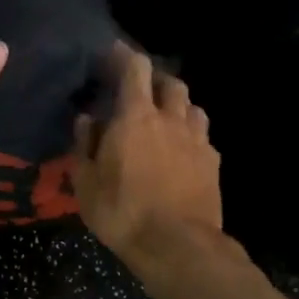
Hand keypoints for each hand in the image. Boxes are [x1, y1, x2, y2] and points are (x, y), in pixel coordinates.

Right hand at [72, 44, 222, 263]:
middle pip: (170, 83)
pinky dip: (191, 133)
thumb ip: (85, 145)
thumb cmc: (122, 212)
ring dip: (177, 104)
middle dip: (155, 79)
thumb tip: (87, 119)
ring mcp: (197, 140)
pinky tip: (183, 149)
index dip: (124, 55)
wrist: (177, 245)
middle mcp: (170, 119)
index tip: (113, 53)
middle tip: (140, 90)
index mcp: (135, 117)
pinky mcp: (213, 162)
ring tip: (165, 117)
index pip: (135, 69)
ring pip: (192, 106)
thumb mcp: (87, 183)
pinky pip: (203, 135)